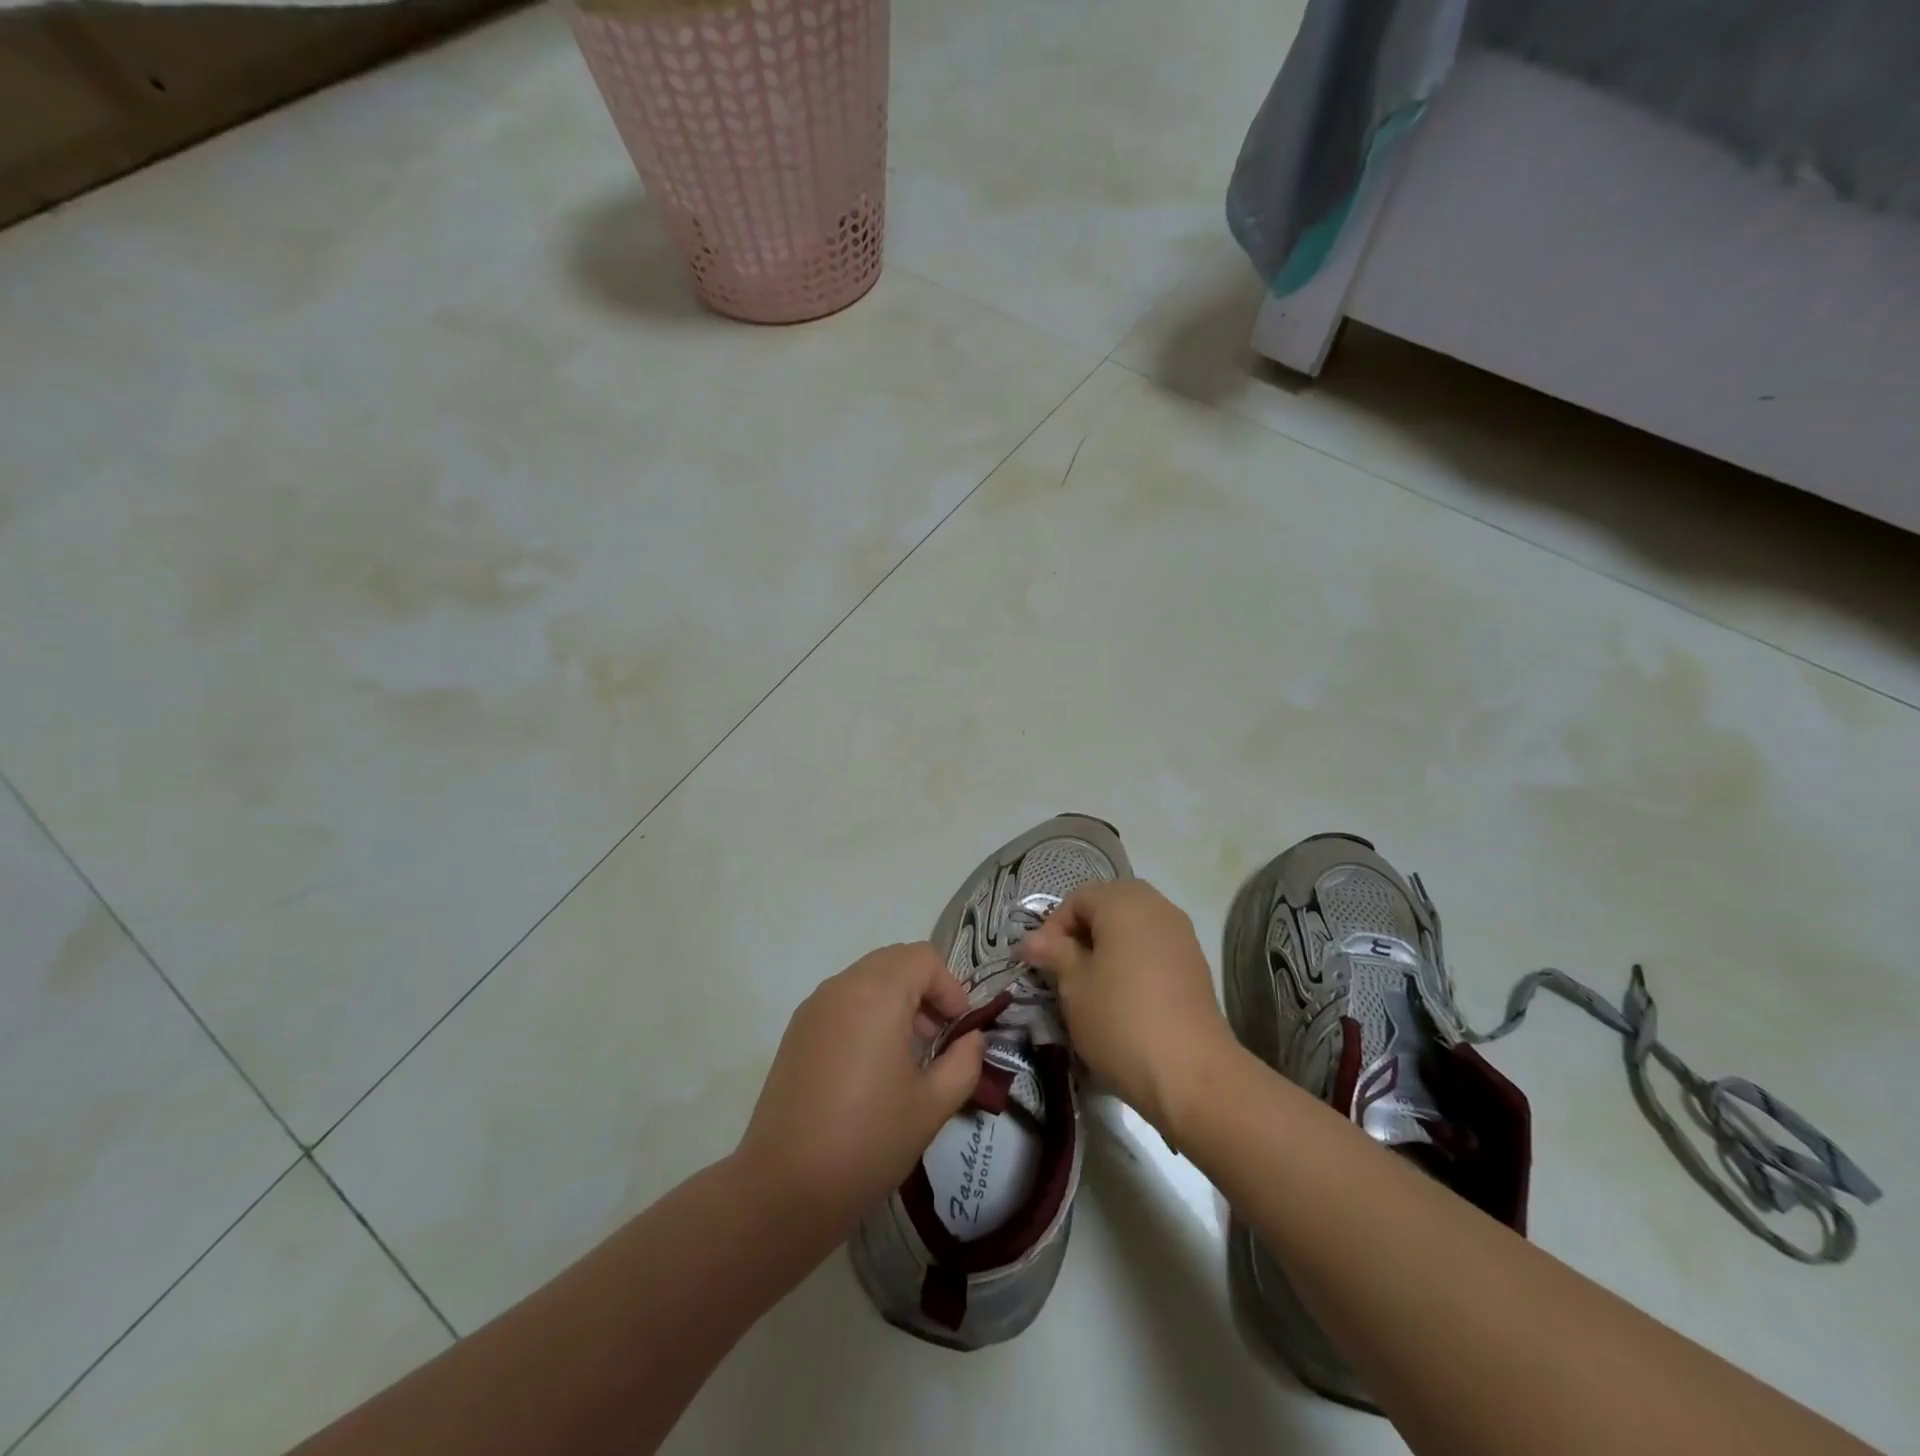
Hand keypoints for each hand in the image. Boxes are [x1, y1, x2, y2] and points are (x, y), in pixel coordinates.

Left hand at [737, 943, 984, 1238]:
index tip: (959, 1029)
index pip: (923, 958)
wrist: (784, 1188)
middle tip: (938, 1037)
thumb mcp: (932, 1105)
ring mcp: (814, 1007)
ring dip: (896, 999)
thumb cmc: (868, 1141)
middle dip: (924, 989)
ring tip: (908, 1053)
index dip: (950, 987)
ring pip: (866, 977)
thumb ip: (964, 1062)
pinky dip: (867, 1012)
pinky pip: (842, 1000)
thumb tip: (971, 1039)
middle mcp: (842, 987)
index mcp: (877, 994)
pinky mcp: (796, 1030)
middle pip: (894, 960)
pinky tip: (872, 1065)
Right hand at [1018, 880, 1232, 1136]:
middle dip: (1082, 934)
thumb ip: (1053, 953)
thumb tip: (1033, 940)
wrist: (1192, 1074)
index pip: (1077, 899)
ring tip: (1093, 985)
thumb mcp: (1074, 986)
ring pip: (1133, 927)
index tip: (1042, 964)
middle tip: (1065, 970)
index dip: (1053, 928)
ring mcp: (1181, 934)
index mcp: (1124, 902)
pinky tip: (1125, 997)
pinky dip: (1134, 960)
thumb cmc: (1121, 1020)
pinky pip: (1154, 947)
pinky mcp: (1195, 964)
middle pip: (1108, 906)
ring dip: (1109, 947)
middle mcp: (1157, 906)